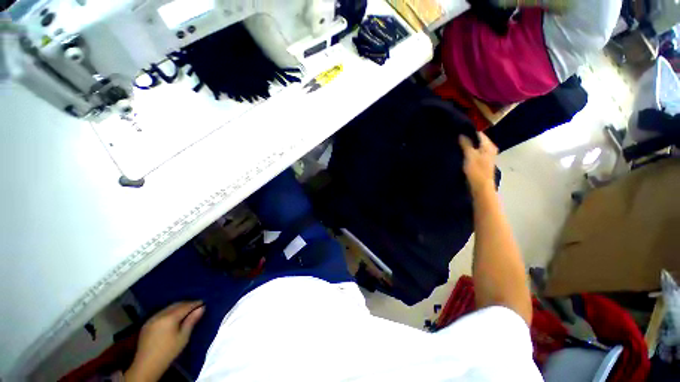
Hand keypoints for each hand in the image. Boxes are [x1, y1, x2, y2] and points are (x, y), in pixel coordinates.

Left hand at [125, 301, 204, 381]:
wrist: (147, 365)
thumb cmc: (169, 352)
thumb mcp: (183, 337)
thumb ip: (191, 321)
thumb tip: (202, 308)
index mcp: (169, 318)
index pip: (185, 306)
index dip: (195, 303)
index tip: (203, 302)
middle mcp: (160, 314)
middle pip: (176, 304)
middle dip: (187, 303)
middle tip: (197, 305)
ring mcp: (152, 318)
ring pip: (168, 307)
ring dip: (178, 307)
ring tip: (187, 310)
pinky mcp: (147, 323)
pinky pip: (161, 312)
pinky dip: (170, 311)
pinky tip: (174, 316)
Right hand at [459, 132, 497, 193]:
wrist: (480, 187)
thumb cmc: (476, 171)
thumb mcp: (470, 156)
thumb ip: (466, 144)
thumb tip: (461, 134)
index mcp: (489, 146)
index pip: (478, 134)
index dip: (468, 132)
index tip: (457, 131)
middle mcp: (489, 149)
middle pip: (477, 141)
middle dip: (467, 139)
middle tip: (454, 138)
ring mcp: (486, 157)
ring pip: (475, 148)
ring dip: (467, 147)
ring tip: (455, 145)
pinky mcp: (481, 163)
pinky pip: (474, 154)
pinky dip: (467, 153)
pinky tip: (460, 154)